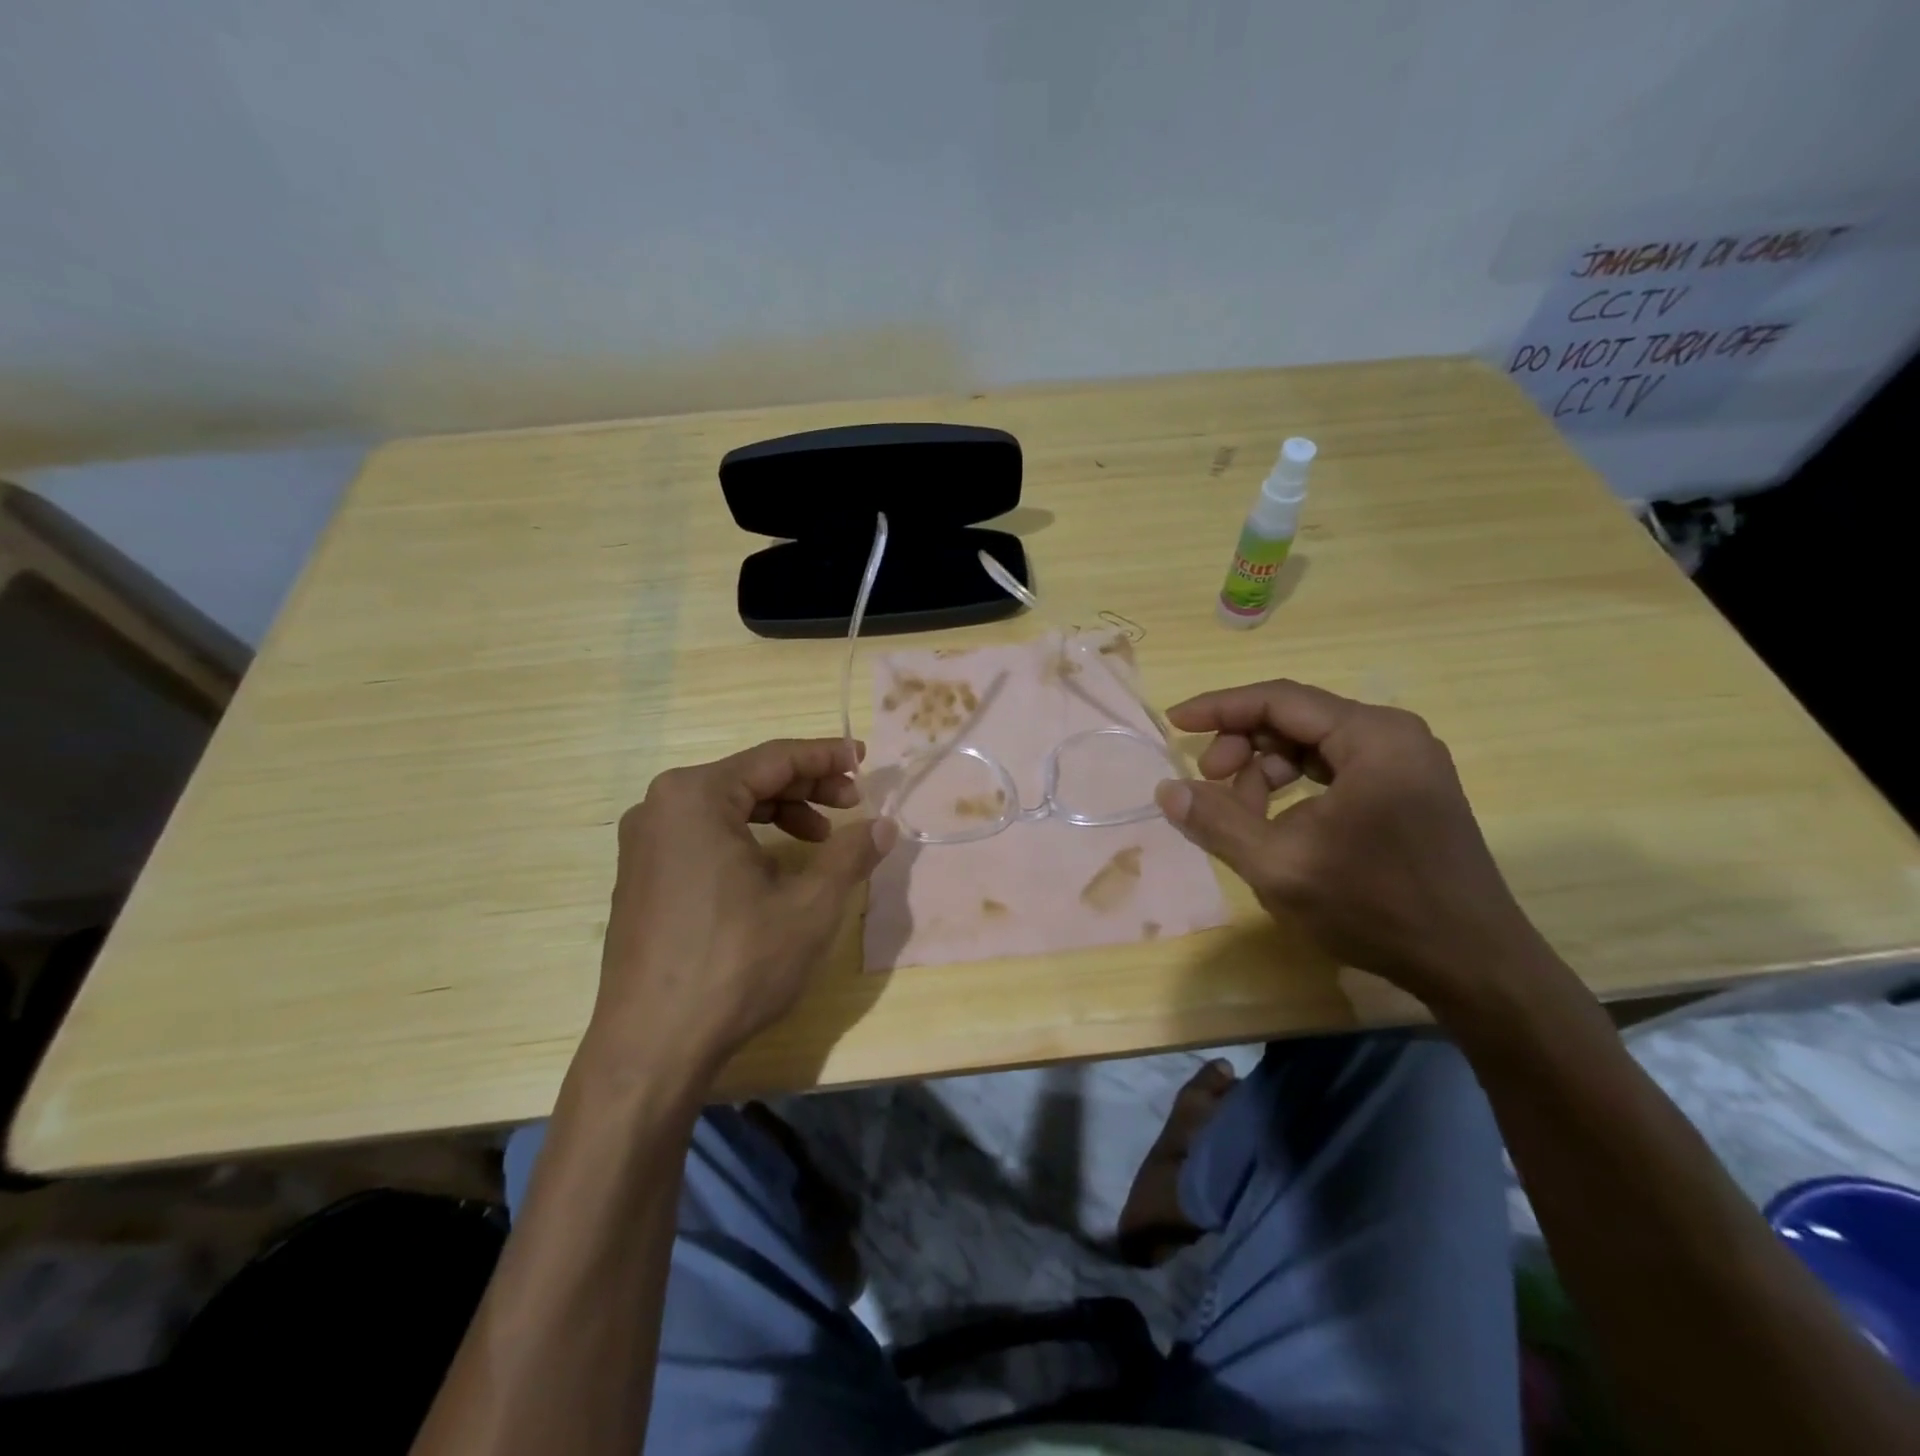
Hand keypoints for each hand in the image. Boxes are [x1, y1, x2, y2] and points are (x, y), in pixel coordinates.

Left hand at [585, 738, 896, 1080]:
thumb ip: (850, 854)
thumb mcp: (810, 906)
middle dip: (806, 788)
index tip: (865, 760)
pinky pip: (702, 835)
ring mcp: (643, 843)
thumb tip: (884, 825)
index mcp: (696, 797)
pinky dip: (747, 838)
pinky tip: (776, 868)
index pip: (774, 759)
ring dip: (780, 814)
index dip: (827, 758)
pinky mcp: (640, 877)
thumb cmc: (736, 964)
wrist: (652, 1045)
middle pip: (749, 778)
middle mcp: (660, 806)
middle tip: (852, 804)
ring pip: (726, 807)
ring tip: (820, 840)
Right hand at [1154, 680, 1553, 1018]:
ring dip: (1265, 771)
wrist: (1473, 966)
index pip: (1279, 699)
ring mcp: (1405, 763)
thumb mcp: (1280, 866)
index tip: (1174, 724)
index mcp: (1372, 737)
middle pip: (1295, 718)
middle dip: (1242, 746)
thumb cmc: (1375, 908)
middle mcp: (1393, 735)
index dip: (1218, 708)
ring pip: (1312, 745)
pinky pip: (1334, 769)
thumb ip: (1217, 821)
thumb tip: (1167, 789)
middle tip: (1208, 786)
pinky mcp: (1407, 791)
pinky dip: (1295, 787)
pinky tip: (1277, 824)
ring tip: (1242, 817)